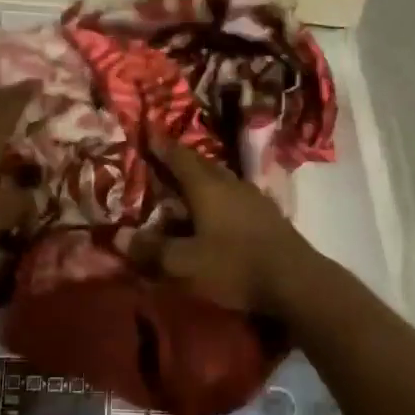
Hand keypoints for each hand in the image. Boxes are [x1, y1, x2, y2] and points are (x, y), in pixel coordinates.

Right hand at [145, 135, 312, 314]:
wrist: (296, 282)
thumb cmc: (234, 266)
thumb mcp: (185, 264)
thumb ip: (151, 250)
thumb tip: (117, 237)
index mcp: (207, 187)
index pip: (180, 158)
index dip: (162, 146)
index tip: (149, 132)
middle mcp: (230, 184)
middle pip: (202, 164)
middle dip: (182, 160)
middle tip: (164, 158)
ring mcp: (254, 198)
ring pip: (222, 179)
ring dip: (203, 178)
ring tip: (189, 185)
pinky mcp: (269, 216)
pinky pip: (236, 196)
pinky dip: (220, 196)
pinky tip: (219, 211)